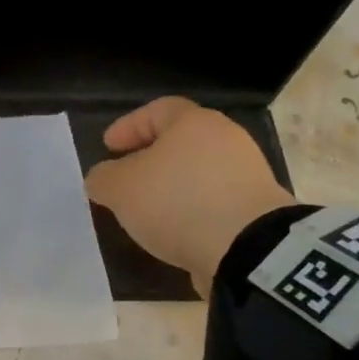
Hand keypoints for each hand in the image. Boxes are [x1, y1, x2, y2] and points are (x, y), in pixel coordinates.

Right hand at [85, 96, 293, 296]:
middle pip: (180, 141)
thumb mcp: (120, 189)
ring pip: (197, 171)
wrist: (247, 248)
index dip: (129, 126)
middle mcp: (225, 139)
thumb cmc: (177, 202)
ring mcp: (246, 173)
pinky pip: (213, 200)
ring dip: (171, 186)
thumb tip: (102, 177)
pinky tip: (174, 228)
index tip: (108, 147)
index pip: (157, 110)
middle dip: (149, 158)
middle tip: (125, 178)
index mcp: (193, 123)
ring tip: (147, 210)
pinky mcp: (256, 208)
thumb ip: (103, 178)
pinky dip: (190, 208)